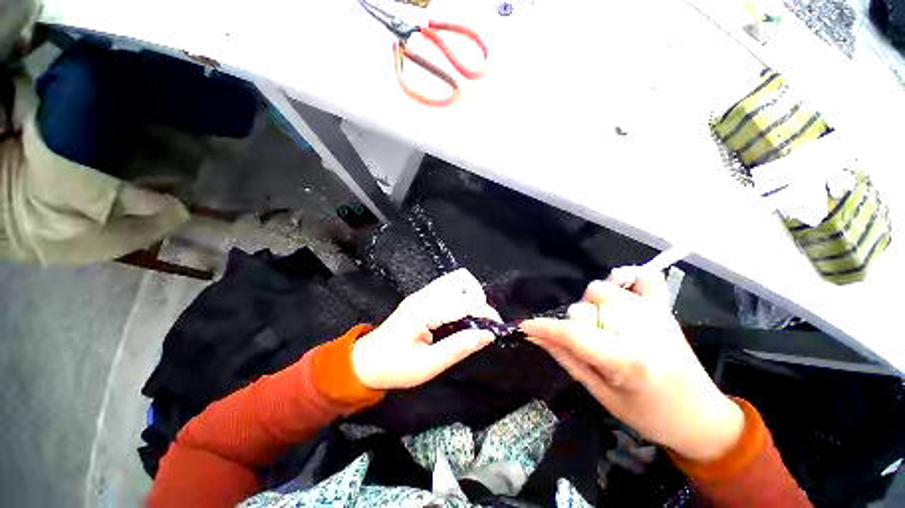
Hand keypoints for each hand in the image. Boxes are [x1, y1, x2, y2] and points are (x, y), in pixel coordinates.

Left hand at [352, 268, 500, 389]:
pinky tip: (459, 317)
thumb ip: (459, 348)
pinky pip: (448, 289)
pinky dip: (461, 298)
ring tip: (472, 320)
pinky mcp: (422, 298)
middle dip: (478, 298)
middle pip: (461, 279)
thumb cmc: (394, 367)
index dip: (485, 312)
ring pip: (455, 281)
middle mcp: (424, 295)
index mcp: (424, 310)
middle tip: (481, 322)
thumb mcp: (427, 365)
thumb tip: (488, 335)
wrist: (365, 362)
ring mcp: (422, 294)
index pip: (464, 301)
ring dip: (470, 296)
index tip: (496, 328)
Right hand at [521, 268, 743, 461]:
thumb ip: (567, 359)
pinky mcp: (664, 308)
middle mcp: (640, 329)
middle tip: (587, 342)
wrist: (701, 416)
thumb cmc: (649, 415)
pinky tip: (621, 294)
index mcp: (626, 360)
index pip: (573, 334)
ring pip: (601, 288)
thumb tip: (536, 337)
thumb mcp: (601, 395)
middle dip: (575, 322)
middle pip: (584, 306)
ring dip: (592, 304)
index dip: (544, 328)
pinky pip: (644, 276)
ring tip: (603, 324)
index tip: (525, 327)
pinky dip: (627, 279)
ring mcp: (654, 313)